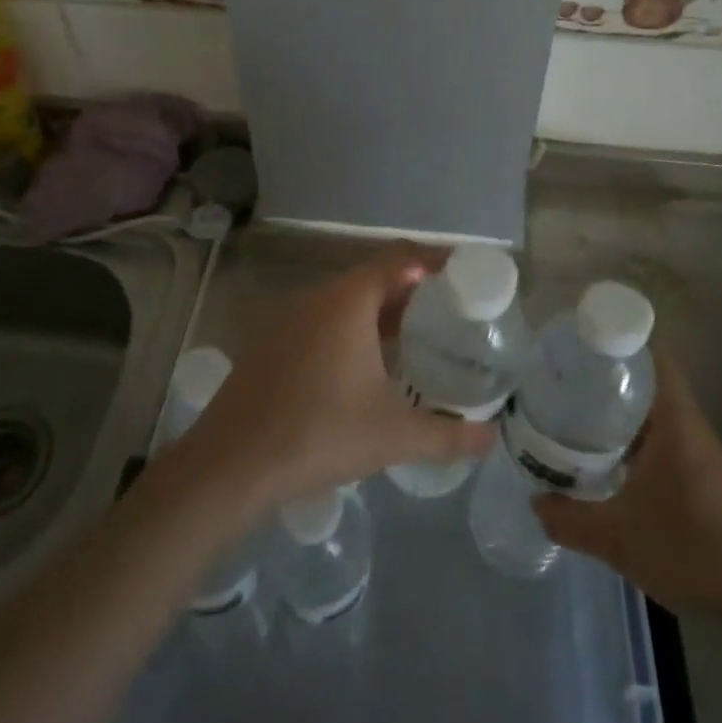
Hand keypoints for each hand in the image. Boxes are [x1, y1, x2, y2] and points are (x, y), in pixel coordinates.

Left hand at [185, 243, 496, 507]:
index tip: (465, 274)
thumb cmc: (319, 435)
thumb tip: (491, 440)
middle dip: (413, 290)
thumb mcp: (393, 436)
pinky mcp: (271, 342)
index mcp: (348, 301)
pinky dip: (352, 329)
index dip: (435, 260)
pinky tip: (365, 366)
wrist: (230, 464)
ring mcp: (288, 318)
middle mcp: (317, 298)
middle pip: (374, 276)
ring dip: (381, 311)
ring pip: (346, 300)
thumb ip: (448, 435)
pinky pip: (322, 320)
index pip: (400, 258)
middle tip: (449, 312)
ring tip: (415, 338)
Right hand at [534, 351, 721, 619]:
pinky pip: (662, 441)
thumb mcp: (618, 538)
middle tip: (564, 382)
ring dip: (620, 413)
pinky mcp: (703, 478)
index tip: (583, 345)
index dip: (622, 342)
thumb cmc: (691, 551)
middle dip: (608, 379)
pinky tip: (606, 462)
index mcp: (676, 423)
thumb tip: (535, 503)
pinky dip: (634, 441)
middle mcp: (690, 428)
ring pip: (654, 415)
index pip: (655, 359)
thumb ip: (571, 520)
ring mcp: (699, 454)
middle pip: (649, 383)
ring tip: (575, 416)